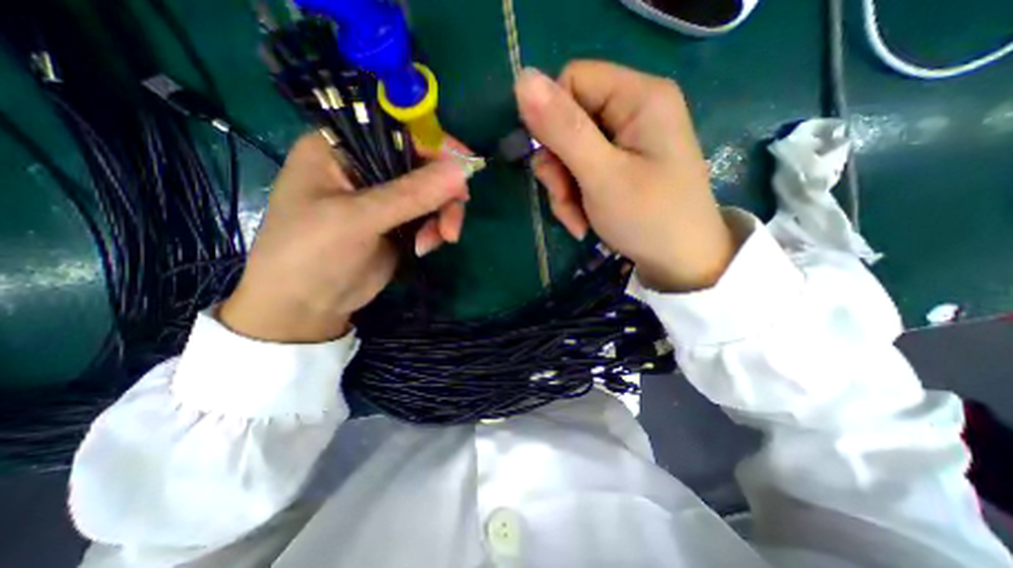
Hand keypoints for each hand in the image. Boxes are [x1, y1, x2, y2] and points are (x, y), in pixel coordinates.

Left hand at [220, 133, 469, 340]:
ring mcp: (384, 198)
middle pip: (423, 165)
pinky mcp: (398, 222)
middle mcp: (365, 167)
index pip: (398, 130)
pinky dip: (435, 230)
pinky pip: (430, 216)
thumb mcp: (359, 219)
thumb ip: (410, 194)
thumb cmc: (312, 253)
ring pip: (432, 193)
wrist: (308, 307)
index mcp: (341, 148)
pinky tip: (426, 248)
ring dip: (442, 217)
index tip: (467, 167)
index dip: (436, 145)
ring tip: (437, 242)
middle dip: (443, 194)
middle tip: (451, 225)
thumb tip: (461, 170)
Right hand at [515, 62, 736, 293]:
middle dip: (558, 167)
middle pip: (568, 122)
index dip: (552, 120)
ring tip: (577, 220)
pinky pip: (581, 172)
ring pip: (569, 153)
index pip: (572, 80)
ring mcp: (627, 141)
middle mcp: (634, 110)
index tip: (552, 161)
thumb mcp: (602, 176)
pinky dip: (575, 198)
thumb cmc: (648, 219)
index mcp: (639, 97)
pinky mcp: (621, 165)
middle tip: (565, 199)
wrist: (679, 263)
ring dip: (564, 189)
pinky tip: (583, 222)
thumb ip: (563, 130)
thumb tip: (522, 79)